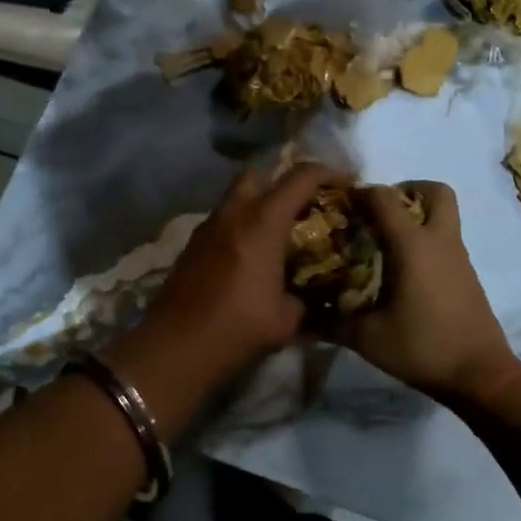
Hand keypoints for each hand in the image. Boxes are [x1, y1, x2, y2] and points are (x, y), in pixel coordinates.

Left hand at [136, 161, 344, 386]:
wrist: (177, 346)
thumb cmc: (238, 328)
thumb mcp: (287, 319)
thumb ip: (304, 297)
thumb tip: (308, 294)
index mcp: (263, 221)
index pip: (301, 177)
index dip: (327, 173)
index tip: (344, 182)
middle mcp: (234, 213)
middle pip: (261, 173)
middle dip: (284, 180)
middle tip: (303, 204)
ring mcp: (208, 226)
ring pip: (237, 196)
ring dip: (259, 203)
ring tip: (278, 231)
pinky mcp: (193, 244)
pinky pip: (223, 220)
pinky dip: (240, 225)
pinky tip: (250, 254)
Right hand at [337, 182, 520, 402]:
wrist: (479, 374)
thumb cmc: (422, 347)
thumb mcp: (368, 338)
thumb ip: (332, 322)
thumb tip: (301, 316)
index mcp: (413, 245)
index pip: (384, 198)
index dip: (360, 193)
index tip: (341, 205)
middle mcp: (439, 240)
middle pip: (434, 191)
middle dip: (407, 190)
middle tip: (381, 212)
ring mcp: (458, 256)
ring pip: (443, 215)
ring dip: (417, 216)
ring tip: (385, 243)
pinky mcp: (467, 274)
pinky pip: (446, 239)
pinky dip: (426, 240)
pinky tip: (403, 271)